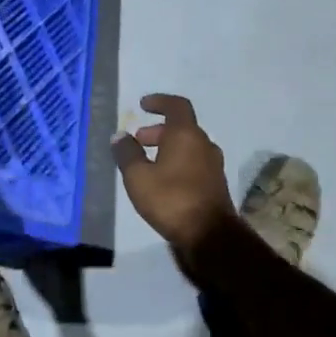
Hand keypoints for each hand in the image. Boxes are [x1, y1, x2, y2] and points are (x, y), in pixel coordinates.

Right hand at [112, 94, 237, 258]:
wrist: (210, 235)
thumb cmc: (171, 199)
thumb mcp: (138, 177)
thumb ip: (127, 153)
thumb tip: (120, 136)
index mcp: (186, 135)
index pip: (176, 106)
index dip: (159, 102)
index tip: (143, 105)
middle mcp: (204, 144)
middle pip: (181, 128)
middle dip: (158, 130)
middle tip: (139, 140)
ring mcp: (213, 165)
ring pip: (188, 146)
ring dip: (167, 148)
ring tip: (146, 162)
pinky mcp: (215, 184)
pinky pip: (193, 163)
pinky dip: (177, 162)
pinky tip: (162, 180)